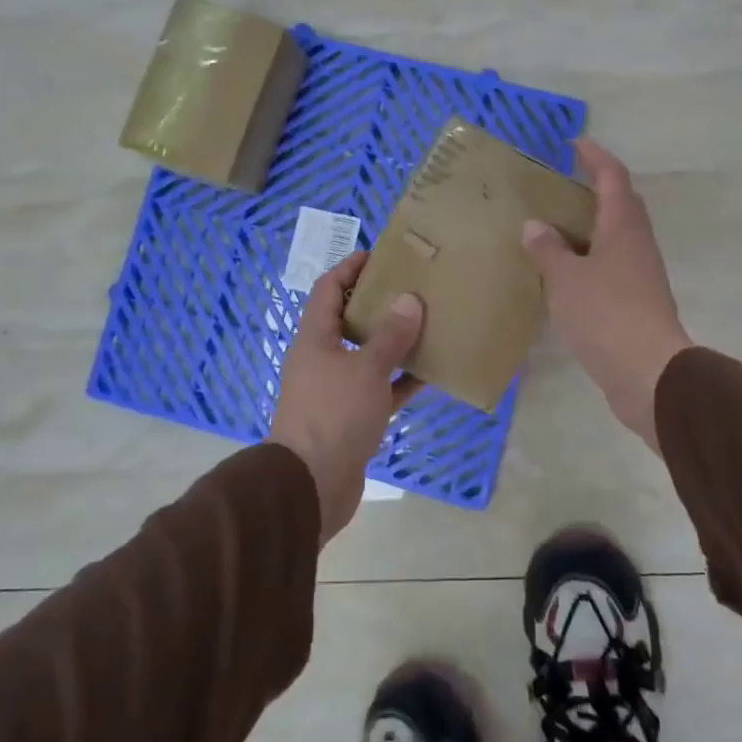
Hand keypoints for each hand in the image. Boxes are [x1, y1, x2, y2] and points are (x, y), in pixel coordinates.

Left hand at [269, 250, 424, 541]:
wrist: (310, 486)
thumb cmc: (334, 415)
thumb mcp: (366, 369)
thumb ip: (390, 336)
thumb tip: (409, 300)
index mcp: (314, 339)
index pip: (328, 289)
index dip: (350, 268)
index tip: (378, 255)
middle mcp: (322, 360)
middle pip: (349, 321)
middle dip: (378, 304)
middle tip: (412, 289)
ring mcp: (335, 391)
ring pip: (368, 357)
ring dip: (394, 343)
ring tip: (428, 325)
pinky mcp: (351, 419)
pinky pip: (380, 390)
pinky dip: (401, 382)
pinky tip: (431, 374)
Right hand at [521, 139, 690, 448]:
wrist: (647, 373)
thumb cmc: (606, 314)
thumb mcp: (566, 278)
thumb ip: (548, 249)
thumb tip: (536, 226)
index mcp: (623, 226)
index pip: (612, 177)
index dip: (595, 157)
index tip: (574, 143)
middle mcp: (636, 243)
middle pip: (619, 204)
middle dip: (594, 188)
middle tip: (559, 185)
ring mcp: (639, 274)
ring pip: (614, 237)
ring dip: (589, 226)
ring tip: (553, 226)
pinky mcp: (635, 302)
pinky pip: (609, 266)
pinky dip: (587, 259)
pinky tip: (563, 272)